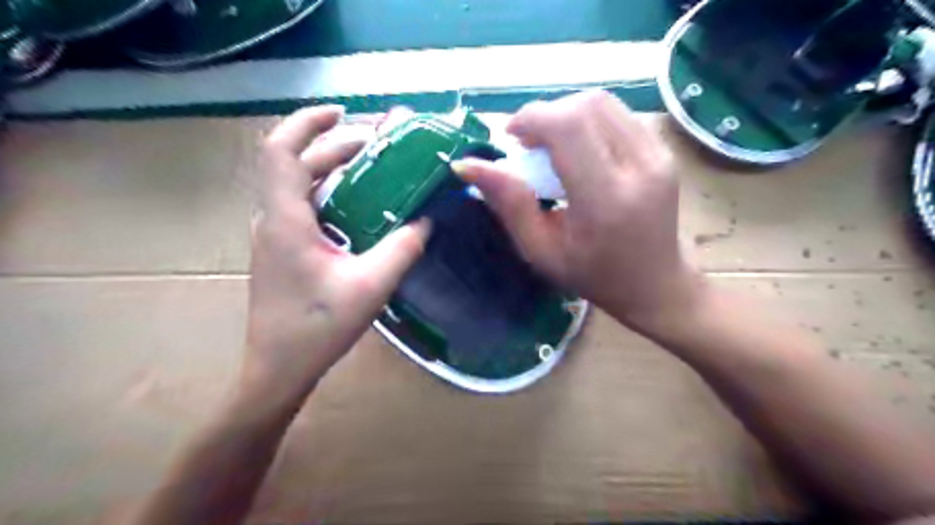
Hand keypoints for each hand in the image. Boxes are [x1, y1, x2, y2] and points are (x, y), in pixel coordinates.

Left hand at [239, 106, 429, 408]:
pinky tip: (361, 207)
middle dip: (334, 146)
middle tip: (378, 146)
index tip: (342, 113)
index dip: (307, 123)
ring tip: (374, 169)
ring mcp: (276, 236)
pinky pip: (305, 207)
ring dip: (333, 169)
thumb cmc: (317, 329)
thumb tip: (428, 220)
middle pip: (295, 164)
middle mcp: (274, 220)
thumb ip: (402, 249)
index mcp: (286, 221)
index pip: (281, 152)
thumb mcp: (370, 286)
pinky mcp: (283, 250)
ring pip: (299, 185)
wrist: (277, 369)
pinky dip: (331, 194)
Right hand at [451, 91, 700, 331]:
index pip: (570, 127)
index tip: (511, 137)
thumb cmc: (592, 276)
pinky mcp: (665, 151)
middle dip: (547, 114)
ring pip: (604, 103)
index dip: (533, 118)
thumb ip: (509, 204)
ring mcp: (659, 156)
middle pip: (587, 106)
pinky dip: (588, 122)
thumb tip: (467, 165)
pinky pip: (618, 116)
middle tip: (528, 144)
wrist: (654, 283)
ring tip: (550, 146)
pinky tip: (577, 149)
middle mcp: (640, 168)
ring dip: (566, 115)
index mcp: (606, 200)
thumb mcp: (541, 251)